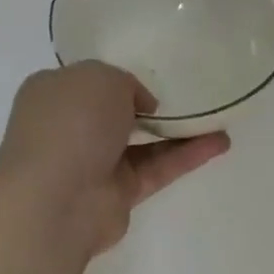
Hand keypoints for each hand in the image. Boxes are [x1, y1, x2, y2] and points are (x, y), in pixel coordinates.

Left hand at [0, 62, 229, 255]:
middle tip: (189, 95)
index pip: (89, 81)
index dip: (119, 77)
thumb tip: (140, 107)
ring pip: (143, 143)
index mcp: (55, 93)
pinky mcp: (119, 193)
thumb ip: (125, 83)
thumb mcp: (100, 77)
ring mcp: (94, 163)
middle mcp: (71, 127)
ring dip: (180, 131)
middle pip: (117, 113)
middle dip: (149, 106)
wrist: (56, 198)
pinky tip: (219, 142)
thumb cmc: (71, 123)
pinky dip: (187, 155)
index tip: (153, 74)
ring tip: (219, 118)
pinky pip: (158, 168)